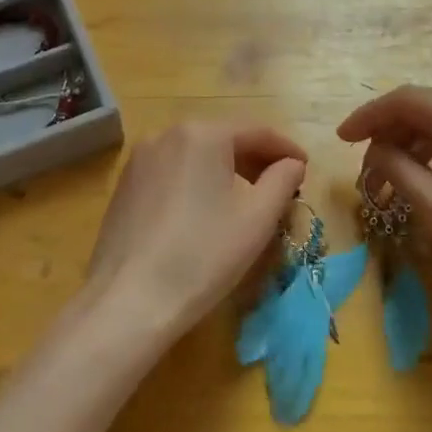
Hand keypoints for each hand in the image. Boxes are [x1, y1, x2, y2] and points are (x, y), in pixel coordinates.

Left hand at [83, 121, 307, 343]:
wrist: (129, 300)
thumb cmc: (203, 255)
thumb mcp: (257, 218)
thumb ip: (282, 180)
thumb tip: (292, 163)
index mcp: (202, 134)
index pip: (257, 131)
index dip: (286, 148)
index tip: (306, 168)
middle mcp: (167, 134)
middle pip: (224, 139)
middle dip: (256, 159)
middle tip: (281, 186)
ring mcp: (140, 159)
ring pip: (196, 155)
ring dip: (226, 170)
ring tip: (247, 199)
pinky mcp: (125, 184)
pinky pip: (172, 171)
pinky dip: (196, 181)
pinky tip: (206, 210)